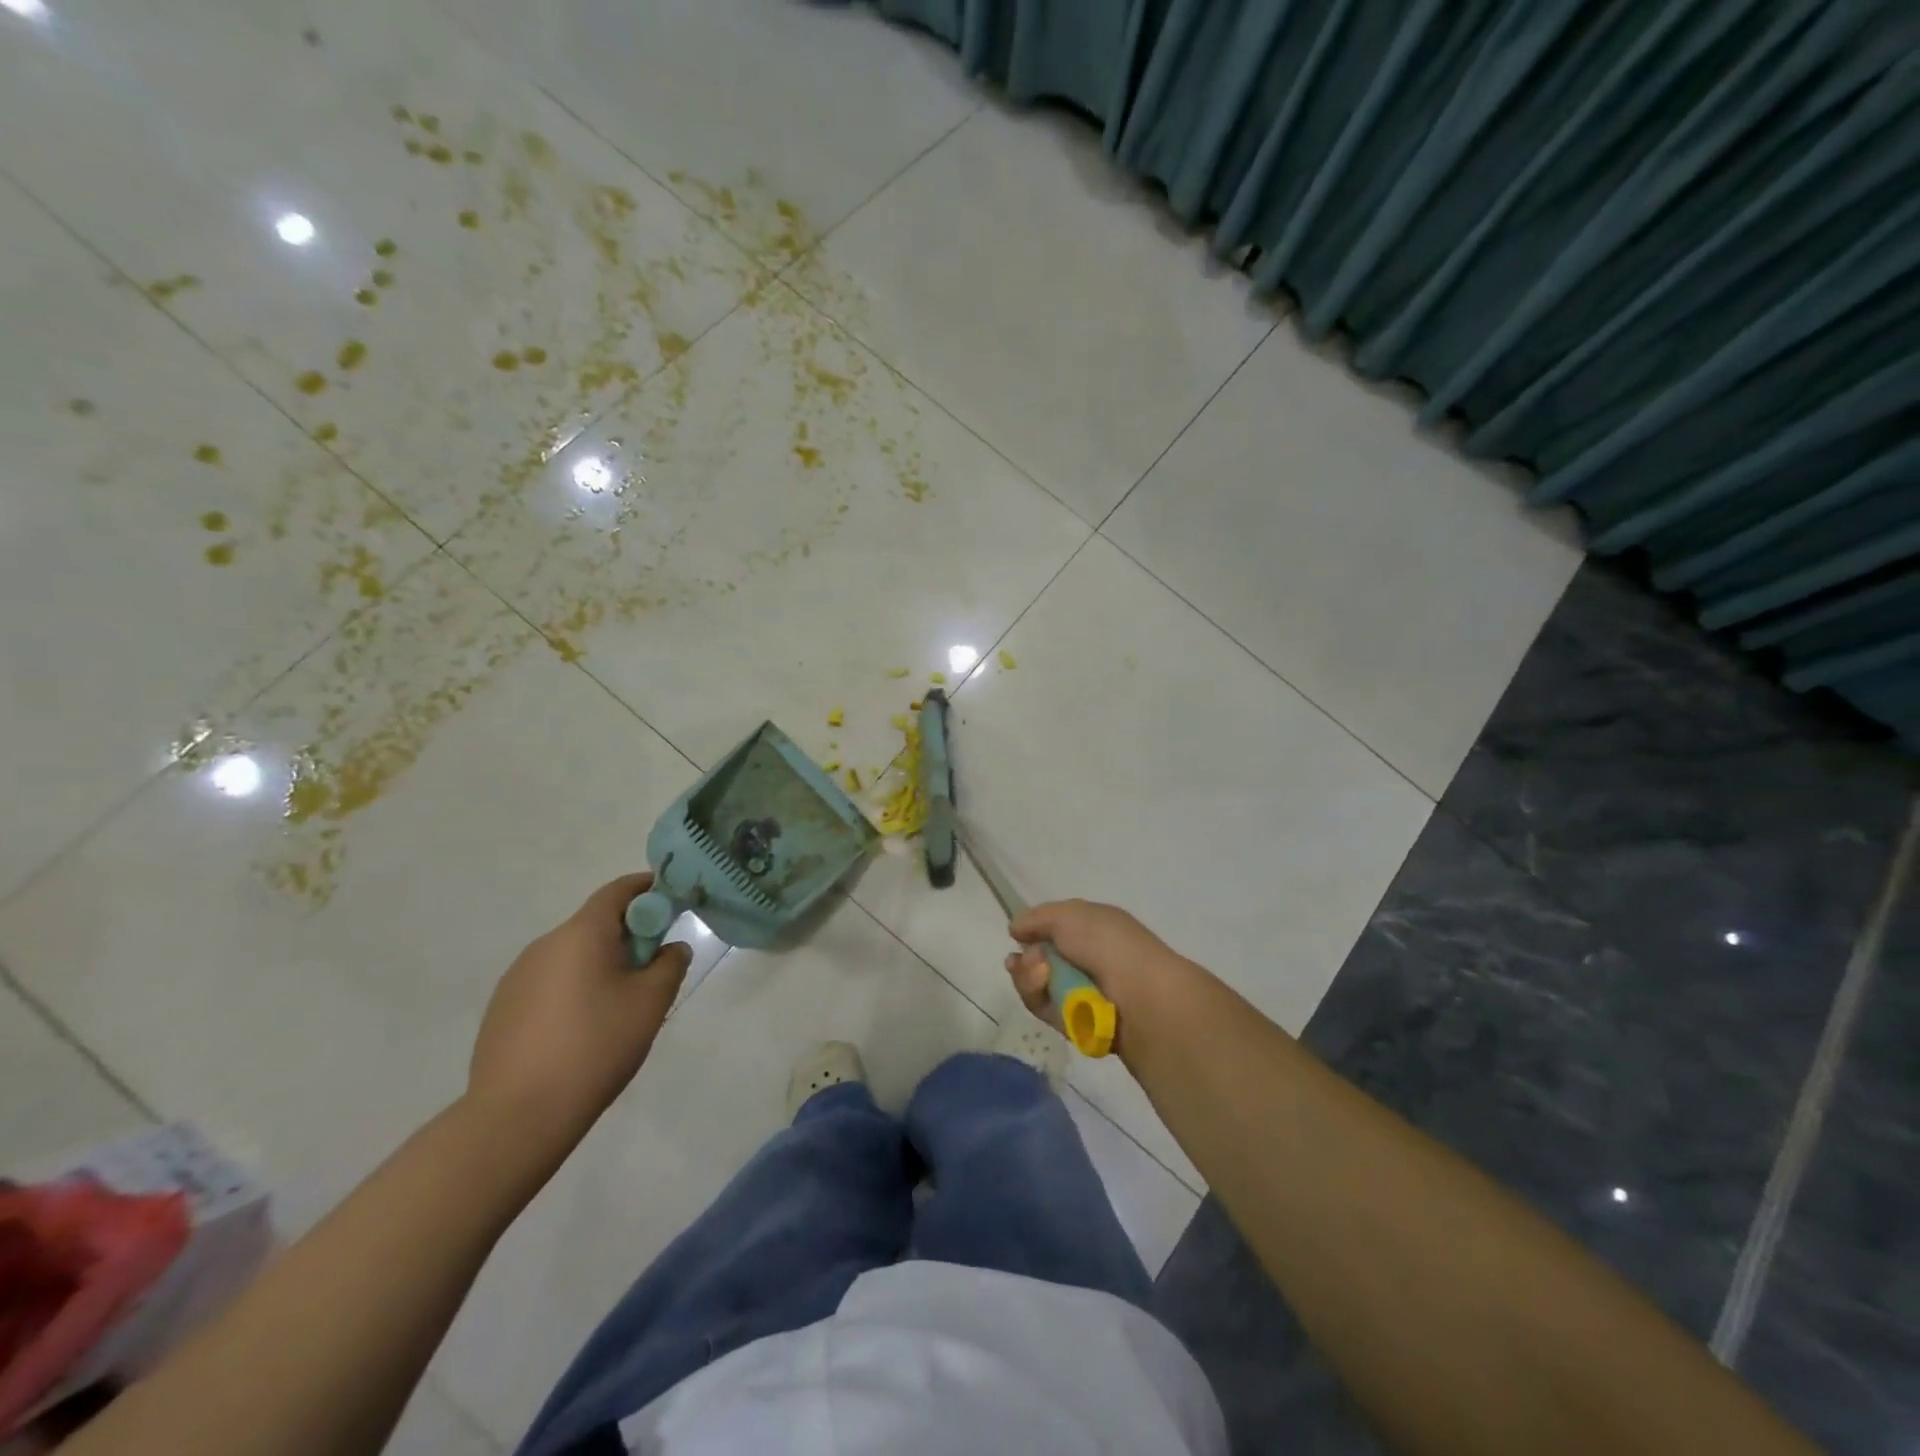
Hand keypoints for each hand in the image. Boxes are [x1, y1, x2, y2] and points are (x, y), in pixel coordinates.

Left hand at [467, 872, 690, 1145]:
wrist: (518, 1116)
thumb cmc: (595, 1047)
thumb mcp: (651, 1003)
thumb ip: (670, 964)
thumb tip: (671, 948)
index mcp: (581, 934)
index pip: (619, 890)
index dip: (649, 889)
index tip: (673, 903)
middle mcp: (544, 945)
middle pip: (595, 924)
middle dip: (629, 936)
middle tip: (654, 969)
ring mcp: (517, 977)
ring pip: (572, 956)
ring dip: (600, 965)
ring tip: (618, 1008)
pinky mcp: (502, 1009)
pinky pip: (549, 983)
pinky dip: (574, 990)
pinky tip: (582, 1031)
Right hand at [1003, 899, 1188, 1033]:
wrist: (1139, 994)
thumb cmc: (1107, 944)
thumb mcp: (1069, 915)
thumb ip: (1037, 918)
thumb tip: (1015, 928)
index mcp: (1092, 930)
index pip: (1052, 931)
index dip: (1032, 933)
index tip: (1016, 936)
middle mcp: (1086, 961)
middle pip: (1037, 961)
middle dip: (1026, 961)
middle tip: (1031, 961)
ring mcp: (1081, 993)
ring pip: (1036, 987)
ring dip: (1030, 979)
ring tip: (1042, 975)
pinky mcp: (1076, 1024)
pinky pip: (1045, 1011)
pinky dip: (1041, 1000)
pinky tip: (1047, 991)